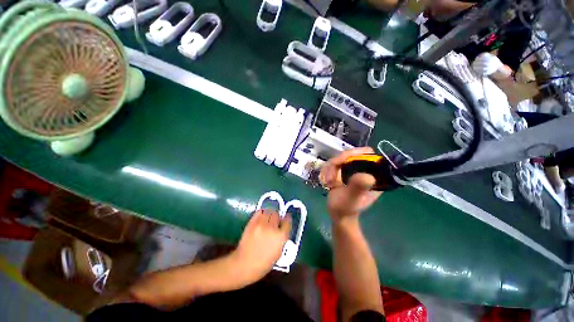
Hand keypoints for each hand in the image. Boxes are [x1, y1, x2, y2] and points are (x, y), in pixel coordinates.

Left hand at [232, 209, 291, 281]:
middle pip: (277, 215)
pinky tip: (261, 217)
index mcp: (281, 237)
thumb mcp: (278, 253)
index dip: (287, 219)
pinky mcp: (252, 222)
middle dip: (277, 217)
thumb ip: (282, 239)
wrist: (244, 265)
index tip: (286, 219)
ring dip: (270, 214)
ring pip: (269, 211)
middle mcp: (272, 228)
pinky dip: (262, 213)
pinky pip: (259, 212)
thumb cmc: (263, 264)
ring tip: (268, 218)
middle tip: (276, 220)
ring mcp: (261, 224)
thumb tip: (282, 230)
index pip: (287, 222)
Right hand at [320, 147, 382, 220]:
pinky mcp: (343, 171)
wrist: (337, 213)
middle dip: (337, 163)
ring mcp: (352, 170)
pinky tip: (325, 180)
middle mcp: (364, 170)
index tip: (342, 160)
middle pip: (350, 154)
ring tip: (327, 182)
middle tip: (330, 176)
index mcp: (373, 175)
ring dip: (329, 168)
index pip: (368, 154)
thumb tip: (368, 176)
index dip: (355, 153)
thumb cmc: (345, 209)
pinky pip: (333, 163)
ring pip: (339, 158)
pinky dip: (326, 170)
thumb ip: (358, 188)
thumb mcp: (351, 199)